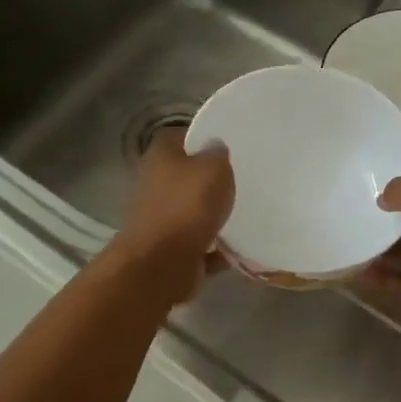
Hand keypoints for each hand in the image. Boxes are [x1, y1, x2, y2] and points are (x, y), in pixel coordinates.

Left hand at [113, 128, 234, 301]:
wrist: (162, 265)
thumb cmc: (186, 207)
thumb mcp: (213, 169)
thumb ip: (217, 155)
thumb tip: (216, 147)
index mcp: (160, 158)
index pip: (176, 137)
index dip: (197, 136)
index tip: (223, 142)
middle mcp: (155, 186)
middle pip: (184, 176)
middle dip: (208, 178)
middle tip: (240, 178)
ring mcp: (161, 221)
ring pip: (191, 212)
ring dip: (213, 215)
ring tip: (245, 212)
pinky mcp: (172, 252)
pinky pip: (201, 246)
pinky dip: (217, 249)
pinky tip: (241, 248)